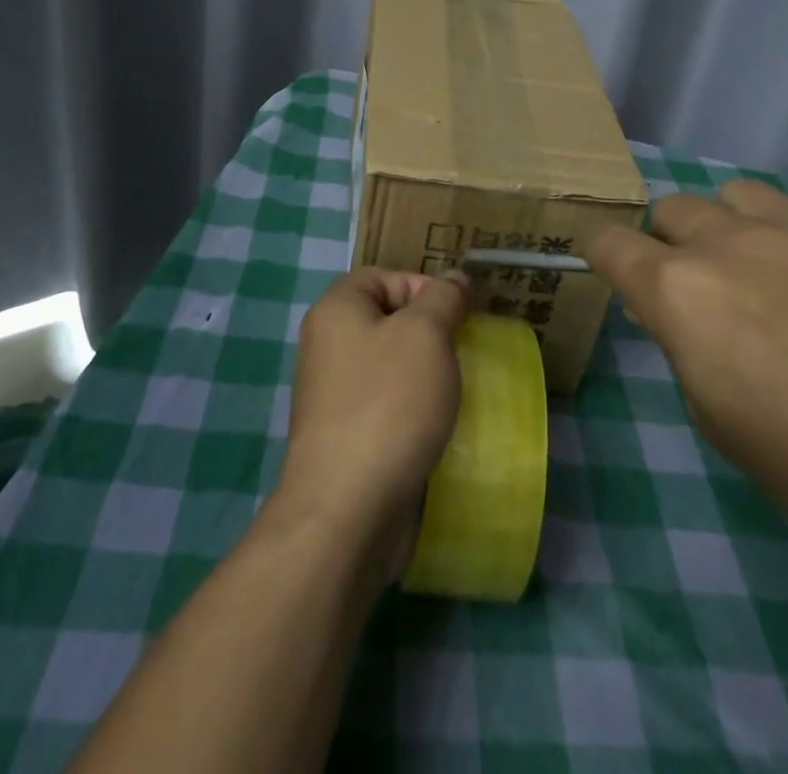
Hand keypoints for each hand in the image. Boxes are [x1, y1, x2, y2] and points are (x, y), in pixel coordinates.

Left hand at [276, 268, 468, 580]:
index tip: (458, 316)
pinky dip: (412, 411)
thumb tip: (454, 279)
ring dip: (425, 375)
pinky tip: (436, 428)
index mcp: (336, 310)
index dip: (423, 286)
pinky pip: (385, 406)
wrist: (348, 510)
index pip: (383, 276)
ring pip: (389, 366)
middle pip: (387, 320)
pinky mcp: (345, 437)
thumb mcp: (426, 334)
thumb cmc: (388, 404)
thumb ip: (443, 298)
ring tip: (454, 392)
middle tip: (462, 353)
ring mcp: (332, 395)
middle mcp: (326, 346)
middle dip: (429, 333)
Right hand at [583, 180, 787, 574]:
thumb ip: (686, 347)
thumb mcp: (721, 421)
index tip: (610, 263)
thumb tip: (680, 314)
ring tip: (769, 267)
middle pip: (673, 208)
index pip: (609, 242)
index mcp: (680, 292)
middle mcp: (728, 241)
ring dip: (735, 225)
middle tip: (704, 283)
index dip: (602, 250)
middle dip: (673, 239)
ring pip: (738, 195)